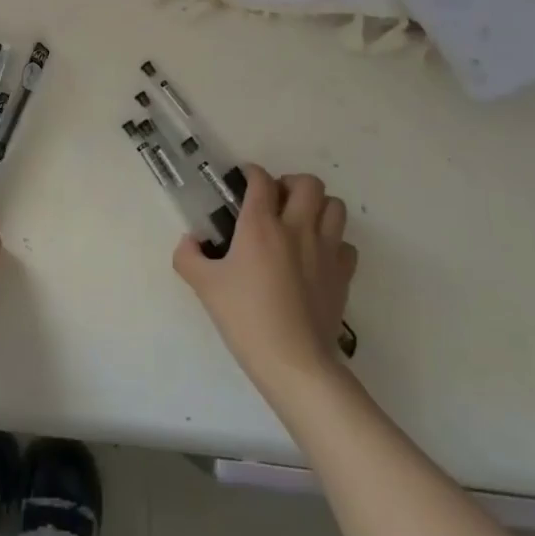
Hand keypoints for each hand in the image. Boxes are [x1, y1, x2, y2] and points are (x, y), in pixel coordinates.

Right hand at [174, 165, 357, 387]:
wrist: (294, 362)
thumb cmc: (246, 319)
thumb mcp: (204, 286)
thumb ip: (188, 256)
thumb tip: (189, 241)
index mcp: (260, 225)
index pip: (261, 180)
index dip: (252, 173)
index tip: (244, 181)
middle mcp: (297, 228)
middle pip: (308, 183)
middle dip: (291, 183)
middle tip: (276, 201)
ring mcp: (325, 250)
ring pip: (335, 206)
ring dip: (318, 206)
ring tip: (300, 222)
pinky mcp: (343, 274)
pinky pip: (346, 244)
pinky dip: (334, 242)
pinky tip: (317, 256)